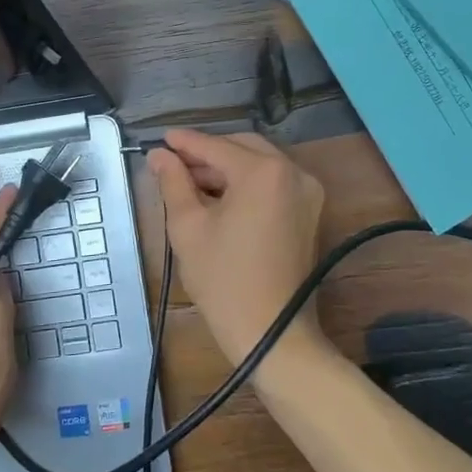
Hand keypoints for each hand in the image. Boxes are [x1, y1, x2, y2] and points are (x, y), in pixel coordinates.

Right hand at [146, 129, 328, 368]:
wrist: (272, 333)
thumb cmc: (224, 281)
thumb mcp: (188, 228)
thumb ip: (173, 183)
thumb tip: (160, 155)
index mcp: (264, 172)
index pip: (216, 146)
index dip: (185, 142)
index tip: (161, 138)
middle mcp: (293, 171)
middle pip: (243, 147)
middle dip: (208, 153)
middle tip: (174, 163)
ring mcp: (308, 191)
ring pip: (260, 163)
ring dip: (228, 167)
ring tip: (192, 182)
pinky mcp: (311, 210)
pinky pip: (275, 182)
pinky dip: (248, 182)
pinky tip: (221, 196)